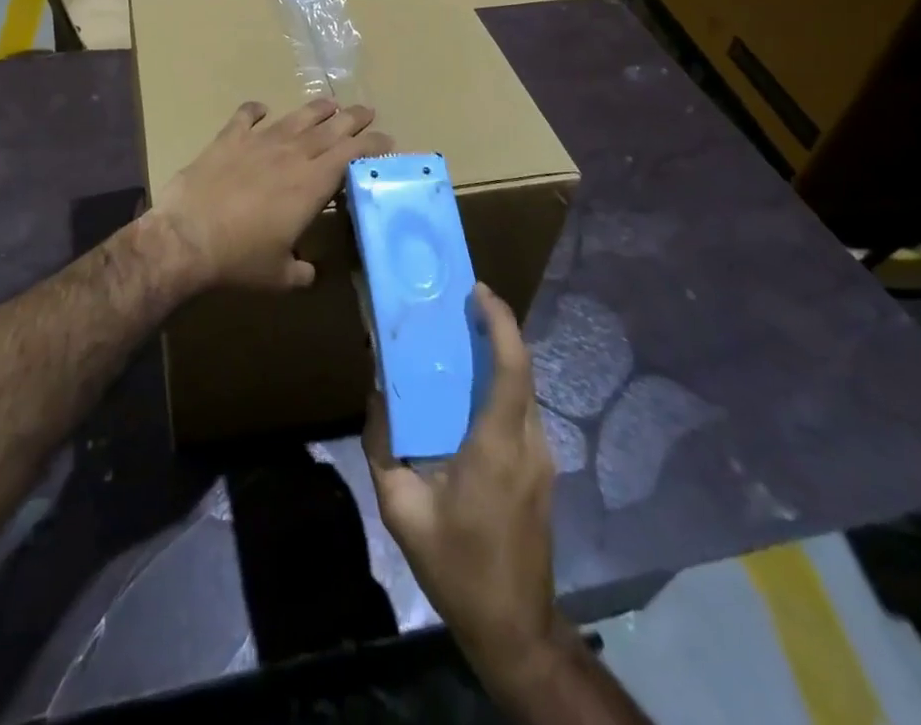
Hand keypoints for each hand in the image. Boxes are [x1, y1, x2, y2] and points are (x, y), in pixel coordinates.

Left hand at [152, 98, 390, 290]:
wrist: (187, 237)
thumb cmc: (240, 259)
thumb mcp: (280, 275)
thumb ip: (302, 272)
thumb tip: (311, 273)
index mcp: (312, 184)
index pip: (352, 155)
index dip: (372, 145)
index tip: (387, 140)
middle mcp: (291, 155)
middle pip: (330, 129)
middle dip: (353, 119)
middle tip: (367, 111)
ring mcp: (258, 142)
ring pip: (295, 118)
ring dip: (316, 110)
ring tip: (330, 104)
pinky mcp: (227, 140)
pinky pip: (245, 117)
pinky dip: (254, 110)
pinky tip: (261, 107)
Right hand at [365, 284, 558, 685]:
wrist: (514, 629)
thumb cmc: (456, 567)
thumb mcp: (401, 509)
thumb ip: (383, 447)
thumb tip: (378, 395)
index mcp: (497, 446)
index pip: (511, 368)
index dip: (500, 323)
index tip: (477, 291)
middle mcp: (528, 443)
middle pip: (521, 369)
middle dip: (496, 328)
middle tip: (458, 304)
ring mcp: (542, 458)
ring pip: (524, 389)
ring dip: (498, 354)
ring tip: (459, 337)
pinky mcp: (541, 470)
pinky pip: (521, 410)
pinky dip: (500, 382)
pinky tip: (469, 388)